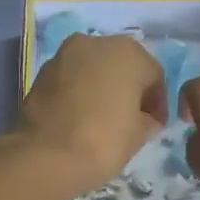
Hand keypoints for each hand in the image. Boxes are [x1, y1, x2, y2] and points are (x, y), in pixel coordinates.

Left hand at [20, 34, 167, 186]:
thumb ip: (148, 120)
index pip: (154, 75)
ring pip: (93, 70)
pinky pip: (71, 81)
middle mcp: (95, 43)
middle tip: (131, 119)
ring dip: (102, 88)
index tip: (156, 125)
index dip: (157, 103)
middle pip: (121, 66)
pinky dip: (79, 94)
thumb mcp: (139, 134)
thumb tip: (144, 119)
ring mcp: (64, 56)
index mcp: (128, 52)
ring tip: (103, 119)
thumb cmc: (104, 141)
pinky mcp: (42, 73)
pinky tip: (80, 118)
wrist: (47, 156)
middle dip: (128, 89)